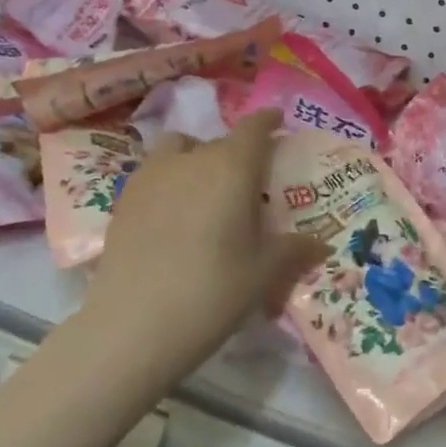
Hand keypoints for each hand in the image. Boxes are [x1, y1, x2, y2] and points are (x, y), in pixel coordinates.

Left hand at [87, 109, 326, 384]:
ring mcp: (152, 175)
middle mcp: (193, 158)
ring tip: (205, 191)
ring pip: (180, 149)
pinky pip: (154, 172)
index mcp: (234, 166)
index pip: (255, 127)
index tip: (278, 122)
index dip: (268, 121)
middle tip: (249, 184)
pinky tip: (173, 215)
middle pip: (220, 141)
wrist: (132, 325)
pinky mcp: (124, 198)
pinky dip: (169, 180)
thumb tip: (321, 243)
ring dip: (197, 158)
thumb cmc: (213, 291)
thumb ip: (294, 250)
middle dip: (238, 154)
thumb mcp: (264, 274)